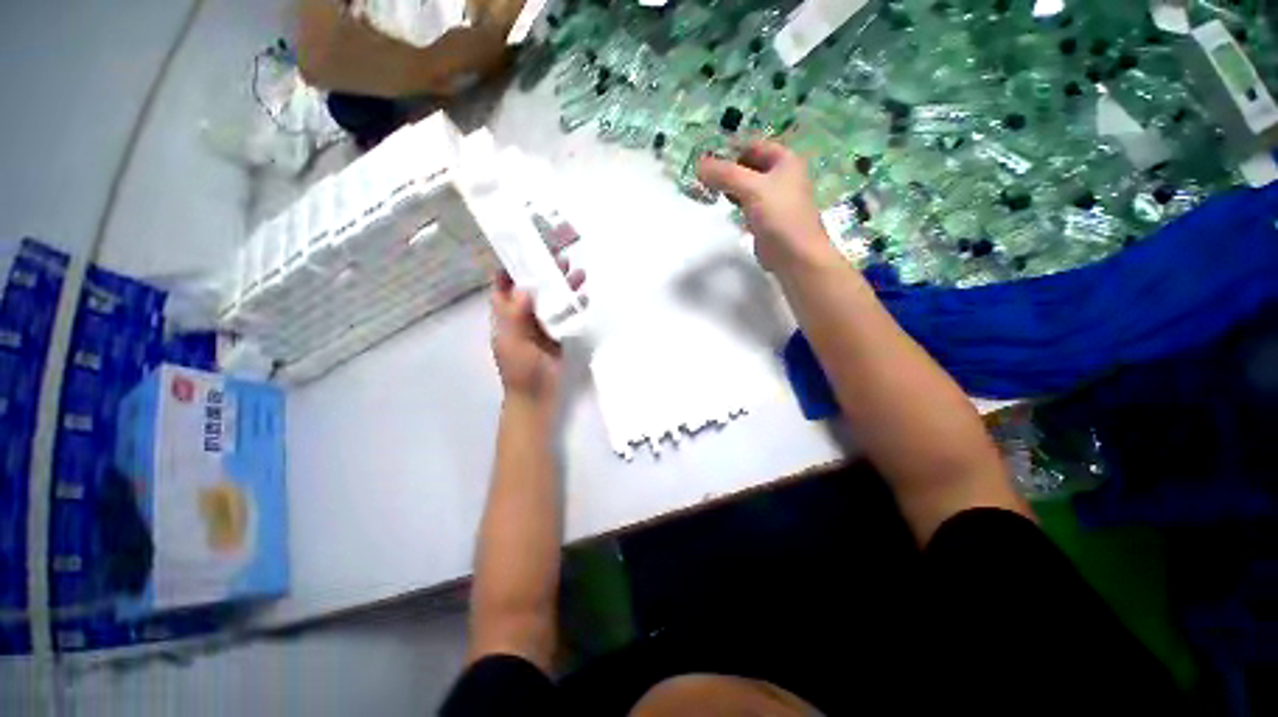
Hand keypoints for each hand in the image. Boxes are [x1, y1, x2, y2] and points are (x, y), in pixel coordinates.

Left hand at [490, 259, 584, 407]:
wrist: (537, 396)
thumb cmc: (520, 371)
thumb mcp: (513, 344)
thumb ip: (516, 317)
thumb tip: (524, 287)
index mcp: (506, 317)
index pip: (504, 286)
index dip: (511, 268)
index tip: (524, 250)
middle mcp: (522, 316)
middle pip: (532, 288)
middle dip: (543, 271)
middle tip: (560, 256)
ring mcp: (541, 325)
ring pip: (550, 299)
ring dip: (562, 285)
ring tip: (577, 271)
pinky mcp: (557, 333)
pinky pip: (565, 313)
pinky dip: (573, 303)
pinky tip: (584, 295)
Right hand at [697, 140, 839, 274]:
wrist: (795, 255)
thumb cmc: (779, 215)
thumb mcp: (751, 188)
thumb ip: (725, 174)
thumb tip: (698, 165)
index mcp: (784, 160)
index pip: (752, 145)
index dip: (729, 149)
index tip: (705, 159)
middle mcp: (780, 175)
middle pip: (747, 165)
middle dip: (726, 169)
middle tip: (702, 176)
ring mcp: (773, 198)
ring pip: (745, 185)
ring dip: (728, 186)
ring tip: (707, 189)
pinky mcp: (765, 218)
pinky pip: (746, 202)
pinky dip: (733, 201)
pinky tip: (722, 205)